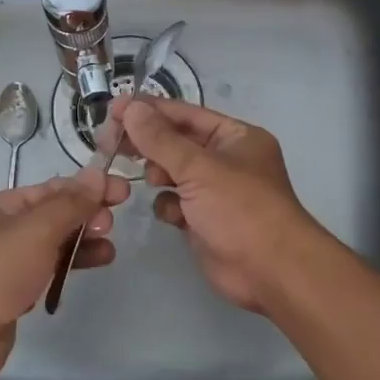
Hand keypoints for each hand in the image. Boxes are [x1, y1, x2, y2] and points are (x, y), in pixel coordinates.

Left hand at [0, 168, 129, 379]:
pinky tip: (84, 272)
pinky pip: (43, 275)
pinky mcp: (7, 299)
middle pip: (50, 217)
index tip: (123, 193)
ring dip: (80, 245)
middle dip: (84, 217)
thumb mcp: (36, 229)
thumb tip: (97, 174)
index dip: (87, 188)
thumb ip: (70, 204)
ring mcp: (1, 267)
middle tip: (111, 226)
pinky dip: (65, 270)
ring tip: (109, 252)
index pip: (50, 189)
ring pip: (49, 248)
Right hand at [114, 96, 323, 314]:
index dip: (150, 110)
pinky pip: (175, 203)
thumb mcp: (199, 168)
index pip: (186, 114)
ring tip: (151, 180)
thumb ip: (160, 139)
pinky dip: (169, 206)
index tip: (114, 109)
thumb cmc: (240, 209)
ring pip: (173, 173)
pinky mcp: (204, 220)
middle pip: (176, 142)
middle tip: (110, 143)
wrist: (270, 271)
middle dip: (148, 143)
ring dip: (158, 174)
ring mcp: (215, 192)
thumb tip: (130, 108)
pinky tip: (172, 214)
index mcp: (235, 137)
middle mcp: (226, 160)